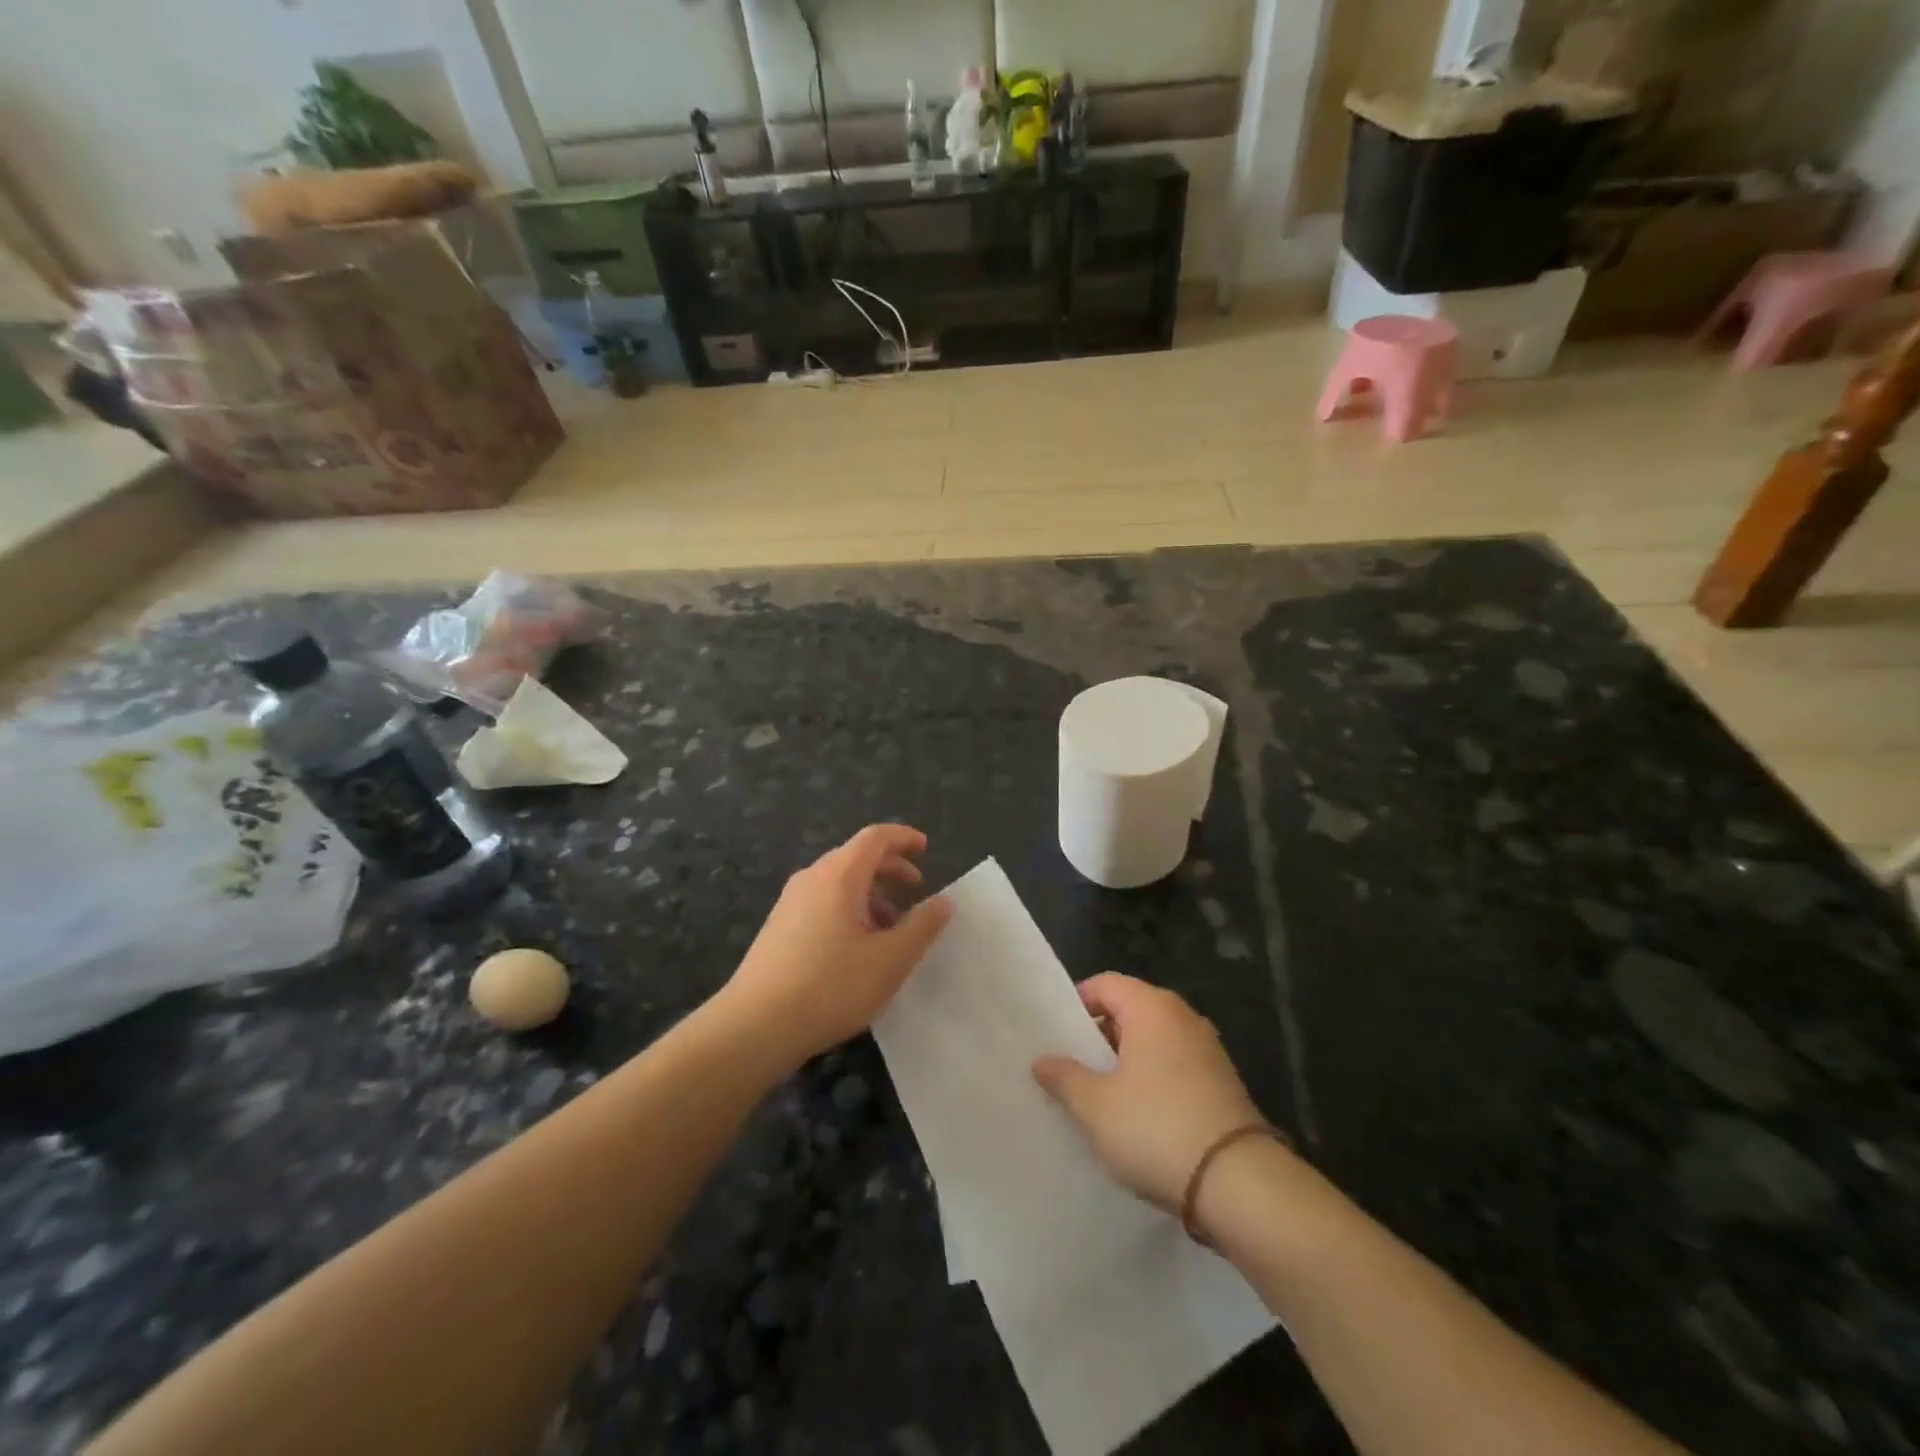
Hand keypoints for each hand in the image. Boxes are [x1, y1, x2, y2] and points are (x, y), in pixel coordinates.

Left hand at [721, 824, 952, 1071]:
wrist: (755, 1026)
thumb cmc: (831, 986)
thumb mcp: (890, 960)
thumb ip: (922, 927)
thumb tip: (943, 902)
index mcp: (839, 875)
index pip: (875, 837)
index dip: (904, 838)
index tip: (926, 849)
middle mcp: (812, 879)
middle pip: (856, 857)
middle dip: (890, 869)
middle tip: (917, 890)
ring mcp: (790, 902)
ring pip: (839, 882)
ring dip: (871, 894)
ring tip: (891, 928)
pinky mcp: (779, 927)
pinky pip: (822, 902)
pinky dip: (849, 909)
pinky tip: (857, 948)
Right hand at [1033, 973, 1262, 1211]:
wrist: (1239, 1184)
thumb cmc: (1156, 1128)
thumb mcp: (1095, 1106)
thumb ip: (1065, 1077)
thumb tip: (1042, 1060)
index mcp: (1152, 1007)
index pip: (1105, 984)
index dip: (1077, 1004)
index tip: (1056, 1036)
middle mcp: (1183, 1017)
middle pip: (1130, 1010)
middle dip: (1099, 1036)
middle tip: (1071, 1068)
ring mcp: (1208, 1050)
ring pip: (1153, 1041)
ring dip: (1125, 1062)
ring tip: (1099, 1096)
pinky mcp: (1222, 1083)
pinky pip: (1174, 1067)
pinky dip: (1152, 1080)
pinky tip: (1137, 1116)